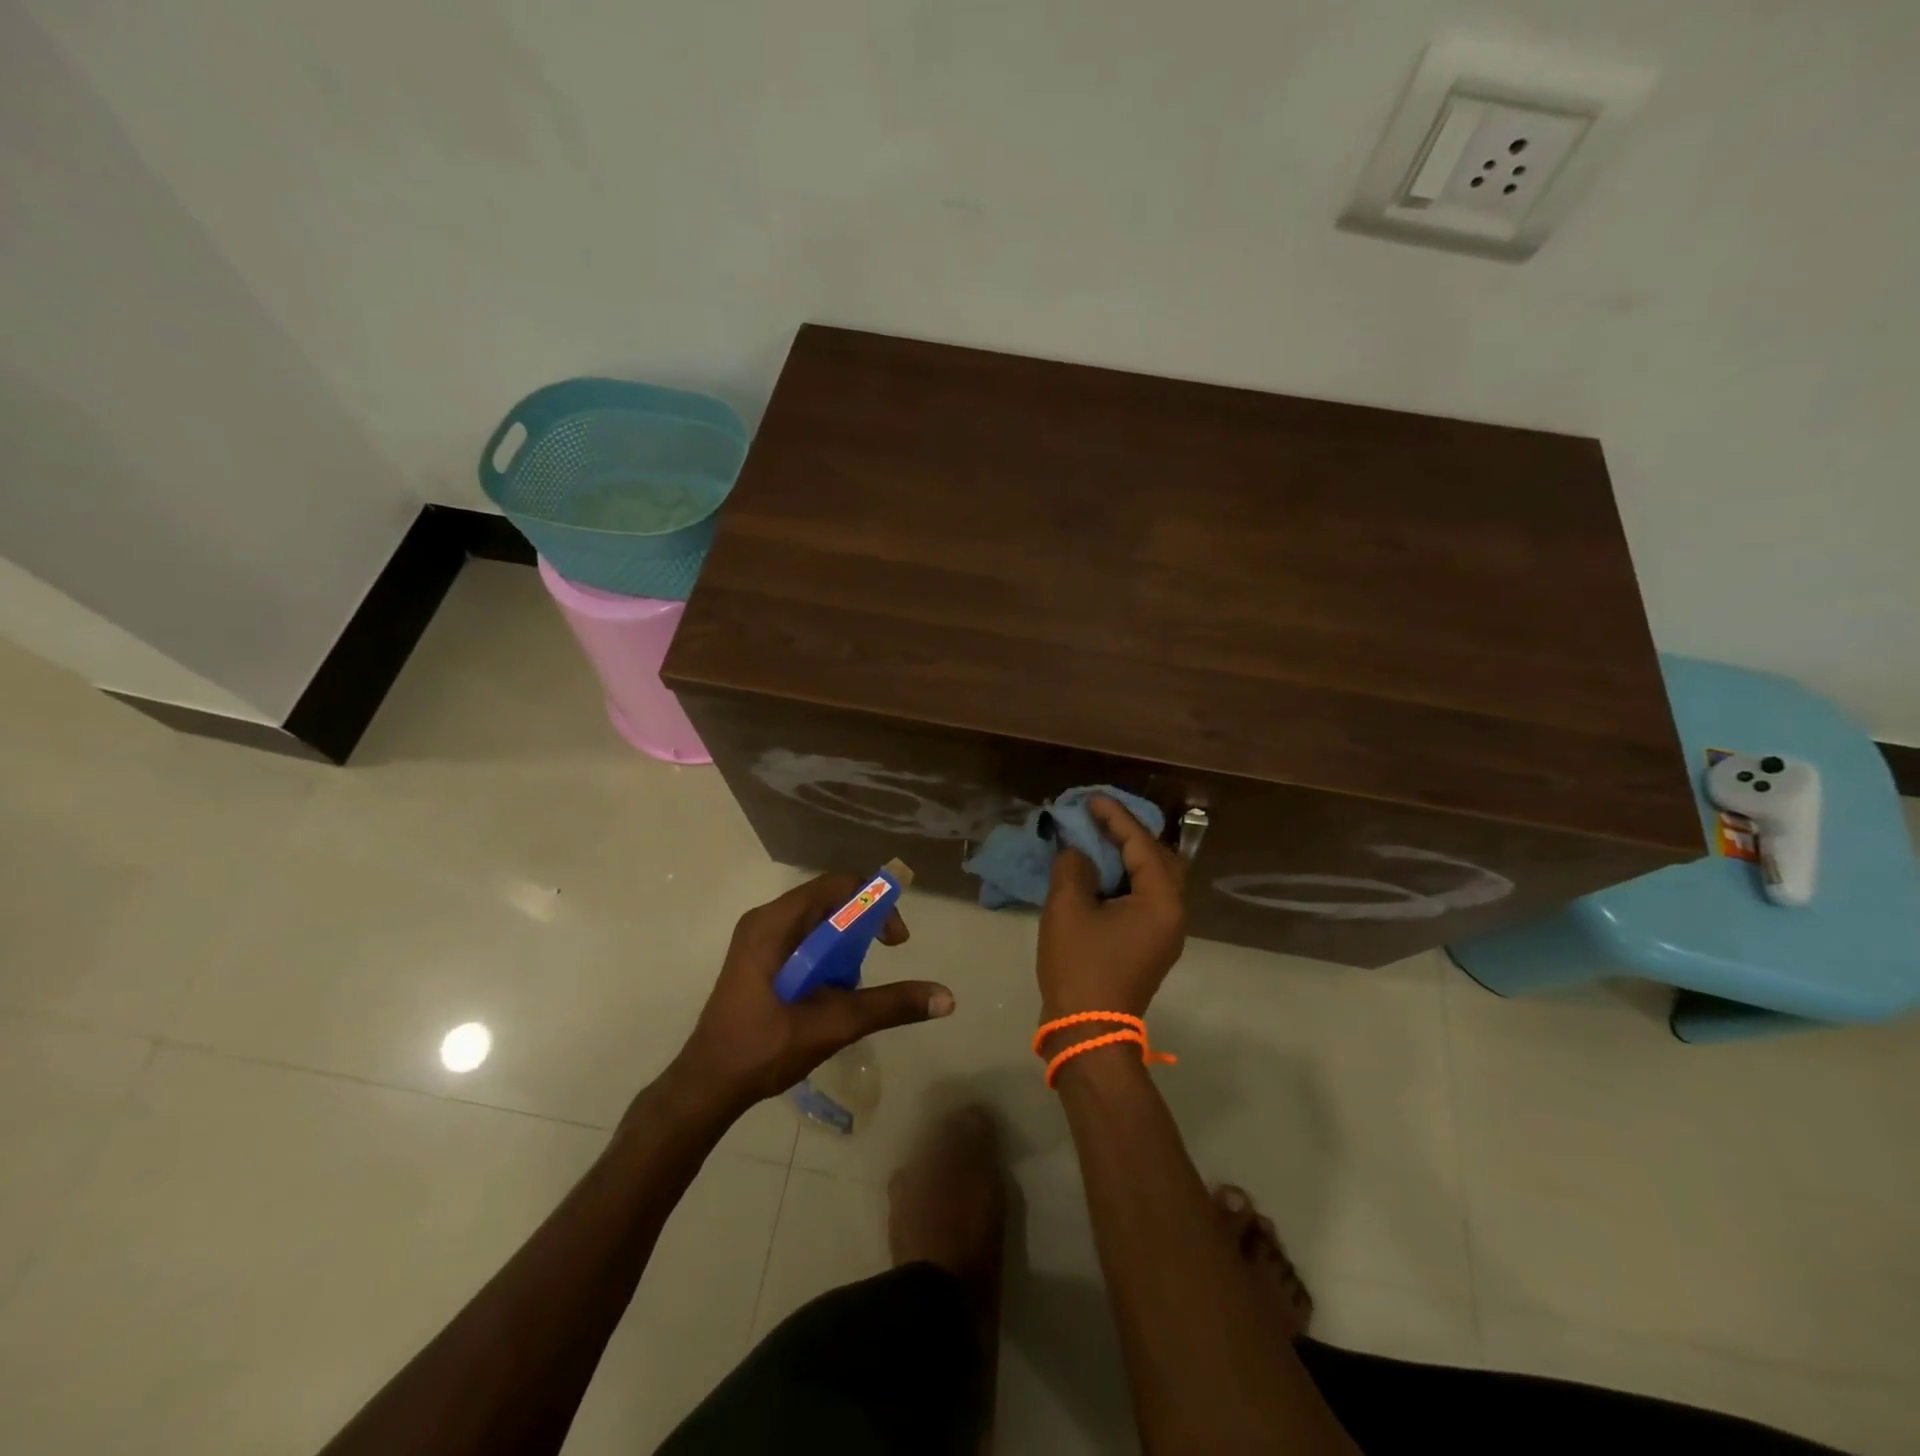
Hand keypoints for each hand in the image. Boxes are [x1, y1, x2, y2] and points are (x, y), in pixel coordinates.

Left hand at [668, 874, 954, 1116]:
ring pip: (816, 923)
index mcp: (774, 923)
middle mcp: (764, 921)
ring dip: (845, 944)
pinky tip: (832, 992)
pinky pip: (802, 941)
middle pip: (827, 902)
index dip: (874, 902)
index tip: (896, 939)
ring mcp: (757, 941)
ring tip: (854, 984)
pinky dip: (826, 956)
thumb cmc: (764, 1048)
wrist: (706, 1086)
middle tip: (884, 955)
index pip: (836, 886)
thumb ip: (889, 1005)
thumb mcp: (833, 1024)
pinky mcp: (756, 961)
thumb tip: (946, 997)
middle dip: (863, 925)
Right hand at [1038, 796, 1187, 1021]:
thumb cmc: (1081, 966)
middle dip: (1130, 833)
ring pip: (1154, 879)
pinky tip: (1100, 871)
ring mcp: (1165, 931)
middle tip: (1098, 817)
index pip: (1142, 844)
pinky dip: (1125, 878)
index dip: (1115, 817)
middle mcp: (1174, 913)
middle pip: (1159, 858)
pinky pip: (1145, 897)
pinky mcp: (1151, 944)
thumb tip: (1079, 853)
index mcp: (1161, 900)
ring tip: (1098, 837)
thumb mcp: (1068, 908)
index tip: (1091, 799)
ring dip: (1128, 856)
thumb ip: (1074, 867)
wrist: (1088, 1032)